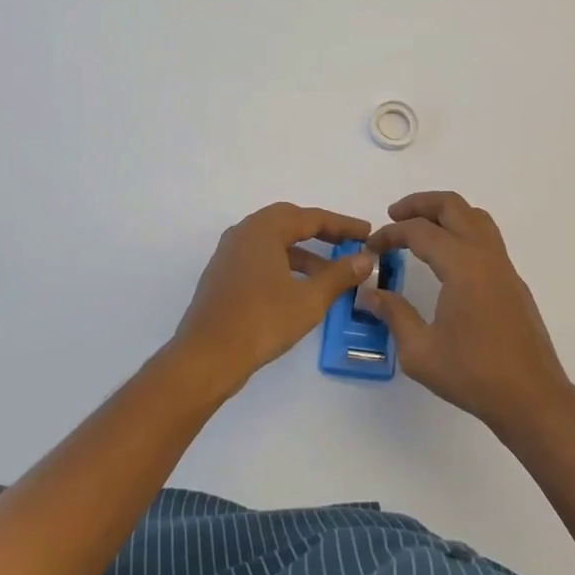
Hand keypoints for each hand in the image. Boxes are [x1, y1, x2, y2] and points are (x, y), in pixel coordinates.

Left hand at [172, 202, 371, 398]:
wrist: (206, 357)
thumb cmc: (261, 321)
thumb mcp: (309, 299)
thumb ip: (340, 275)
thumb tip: (366, 258)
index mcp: (264, 229)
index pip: (311, 217)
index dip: (343, 225)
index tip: (367, 233)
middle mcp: (244, 232)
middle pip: (289, 221)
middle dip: (321, 232)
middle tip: (348, 243)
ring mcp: (229, 253)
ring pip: (274, 241)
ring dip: (303, 252)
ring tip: (330, 273)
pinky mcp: (223, 275)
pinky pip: (260, 257)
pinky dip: (284, 264)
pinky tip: (300, 288)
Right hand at [362, 191, 572, 433]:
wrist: (532, 399)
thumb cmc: (473, 375)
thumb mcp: (420, 351)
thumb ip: (394, 314)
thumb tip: (369, 293)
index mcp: (462, 265)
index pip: (419, 231)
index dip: (390, 234)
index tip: (370, 248)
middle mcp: (485, 255)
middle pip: (453, 206)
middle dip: (420, 204)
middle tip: (394, 216)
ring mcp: (504, 267)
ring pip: (475, 217)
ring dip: (445, 213)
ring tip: (420, 229)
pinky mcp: (513, 282)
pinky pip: (486, 238)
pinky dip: (462, 232)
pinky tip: (447, 260)